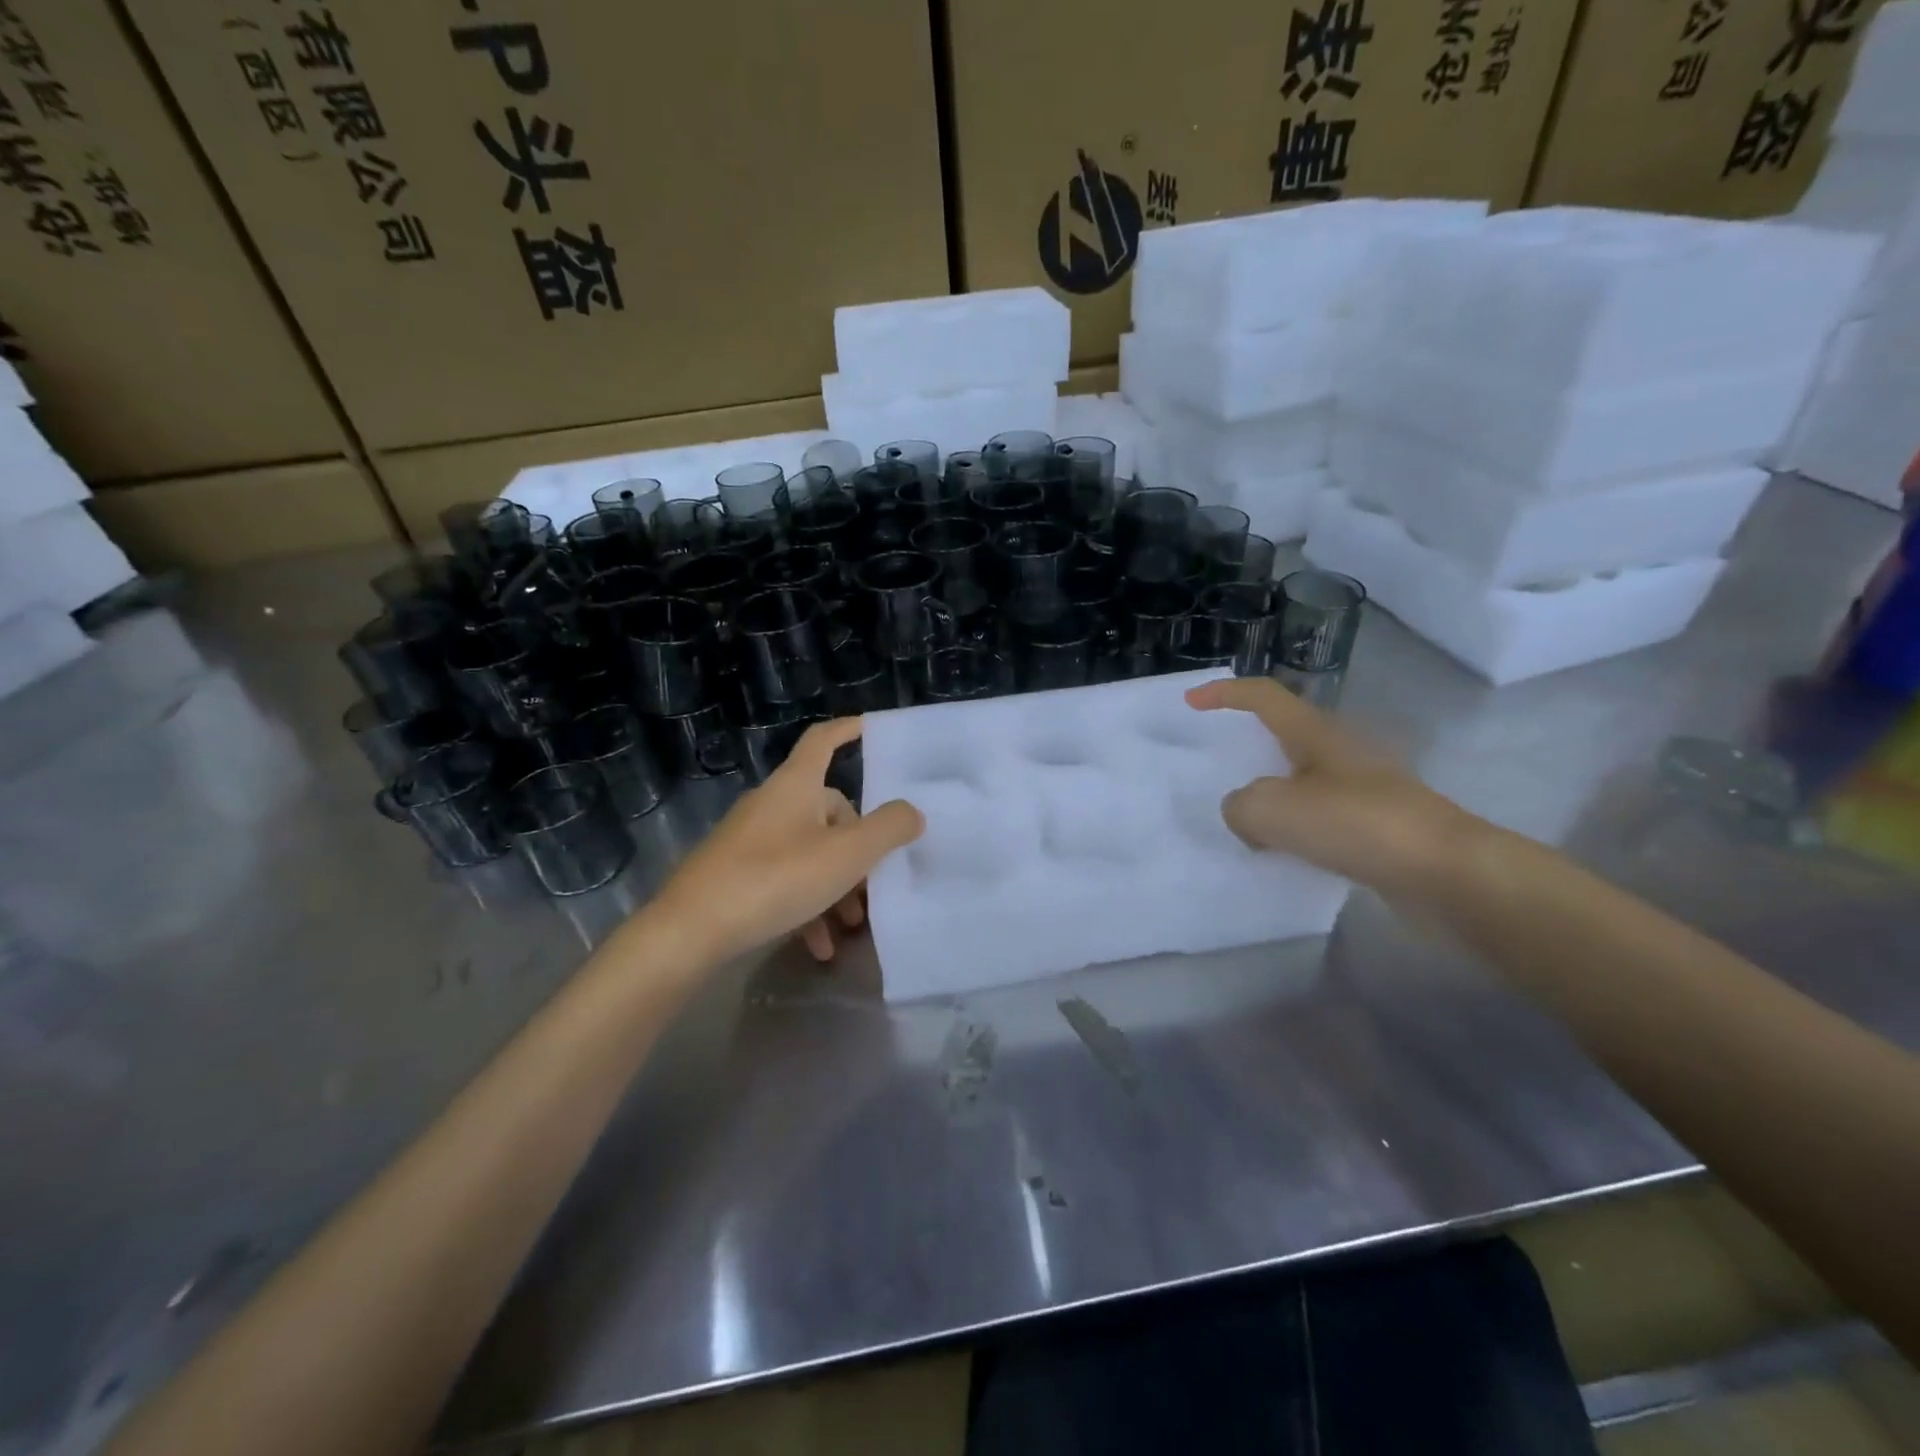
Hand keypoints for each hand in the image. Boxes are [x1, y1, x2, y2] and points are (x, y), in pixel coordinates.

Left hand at [645, 717, 923, 964]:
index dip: (849, 730)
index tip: (873, 729)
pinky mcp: (735, 874)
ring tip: (852, 926)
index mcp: (796, 787)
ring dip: (837, 886)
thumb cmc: (775, 879)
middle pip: (827, 810)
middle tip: (876, 882)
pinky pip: (784, 880)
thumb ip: (888, 829)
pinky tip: (818, 945)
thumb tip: (912, 812)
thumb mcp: (846, 856)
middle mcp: (772, 805)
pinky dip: (807, 907)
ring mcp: (750, 839)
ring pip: (809, 852)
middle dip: (858, 846)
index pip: (823, 740)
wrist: (689, 931)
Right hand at [1185, 677, 1484, 897]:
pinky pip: (1320, 817)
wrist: (1447, 873)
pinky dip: (1294, 828)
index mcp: (1315, 733)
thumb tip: (1246, 815)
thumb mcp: (1273, 810)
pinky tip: (1281, 854)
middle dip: (1248, 746)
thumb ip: (1240, 807)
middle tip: (1216, 768)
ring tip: (1241, 820)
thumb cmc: (1356, 824)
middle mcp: (1341, 752)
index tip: (1190, 703)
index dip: (1224, 693)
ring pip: (1301, 780)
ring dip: (1270, 794)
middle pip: (1284, 735)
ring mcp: (1364, 789)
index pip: (1263, 696)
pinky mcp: (1378, 825)